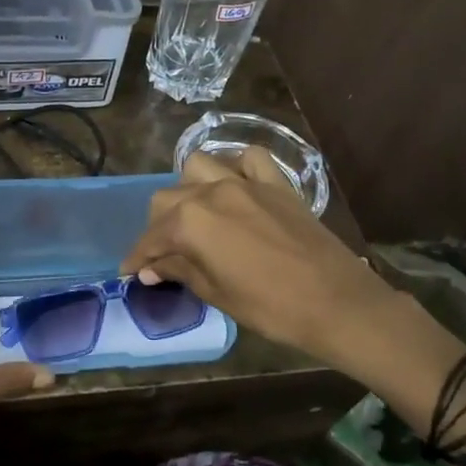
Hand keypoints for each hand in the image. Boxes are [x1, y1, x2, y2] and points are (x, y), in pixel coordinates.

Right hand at [120, 149, 399, 366]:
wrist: (335, 302)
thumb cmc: (269, 306)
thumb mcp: (215, 293)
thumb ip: (179, 271)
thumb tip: (150, 268)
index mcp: (191, 222)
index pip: (151, 238)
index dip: (137, 257)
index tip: (130, 272)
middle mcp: (212, 192)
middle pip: (167, 199)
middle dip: (158, 226)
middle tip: (164, 254)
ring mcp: (246, 183)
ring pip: (199, 168)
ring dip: (189, 189)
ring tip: (194, 216)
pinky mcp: (277, 184)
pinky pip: (249, 159)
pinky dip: (237, 167)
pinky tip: (235, 187)